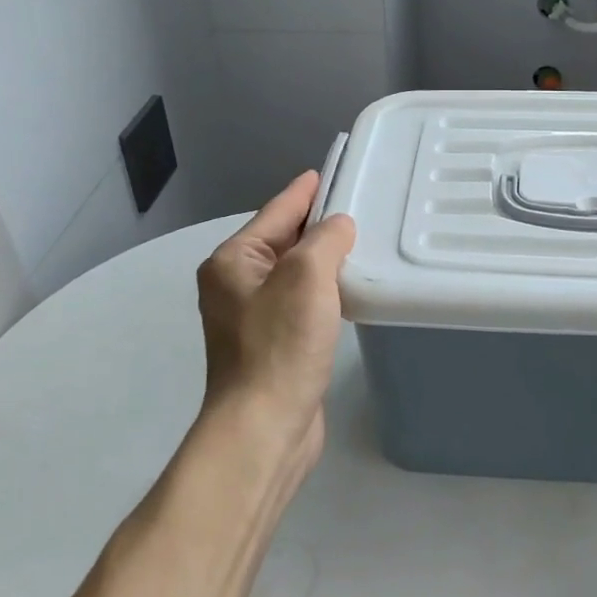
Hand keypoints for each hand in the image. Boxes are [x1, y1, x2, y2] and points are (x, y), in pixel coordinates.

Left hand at [196, 173, 356, 467]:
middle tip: (359, 204)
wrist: (264, 427)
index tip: (330, 170)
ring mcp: (253, 316)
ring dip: (324, 258)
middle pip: (284, 239)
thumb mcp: (307, 276)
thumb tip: (338, 228)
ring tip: (362, 241)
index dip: (305, 190)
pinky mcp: (273, 343)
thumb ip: (326, 239)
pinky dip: (324, 289)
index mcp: (233, 261)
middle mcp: (236, 284)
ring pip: (295, 272)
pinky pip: (302, 300)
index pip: (276, 211)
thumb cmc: (281, 345)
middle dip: (318, 223)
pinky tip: (350, 287)